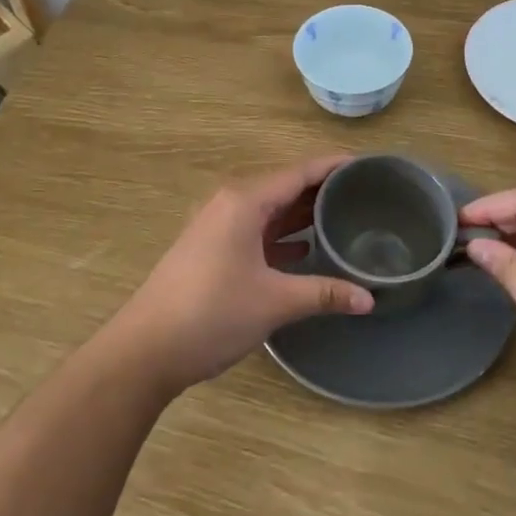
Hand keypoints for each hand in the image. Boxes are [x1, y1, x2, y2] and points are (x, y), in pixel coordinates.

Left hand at [111, 155, 374, 392]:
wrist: (146, 349)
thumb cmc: (212, 313)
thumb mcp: (274, 302)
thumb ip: (324, 293)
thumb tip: (369, 299)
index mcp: (245, 202)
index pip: (299, 173)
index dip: (334, 167)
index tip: (368, 165)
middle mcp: (231, 204)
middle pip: (285, 188)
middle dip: (323, 191)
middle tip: (367, 195)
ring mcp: (219, 227)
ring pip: (271, 211)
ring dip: (303, 215)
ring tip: (346, 219)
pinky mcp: (213, 250)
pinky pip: (258, 231)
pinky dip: (284, 236)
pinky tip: (309, 250)